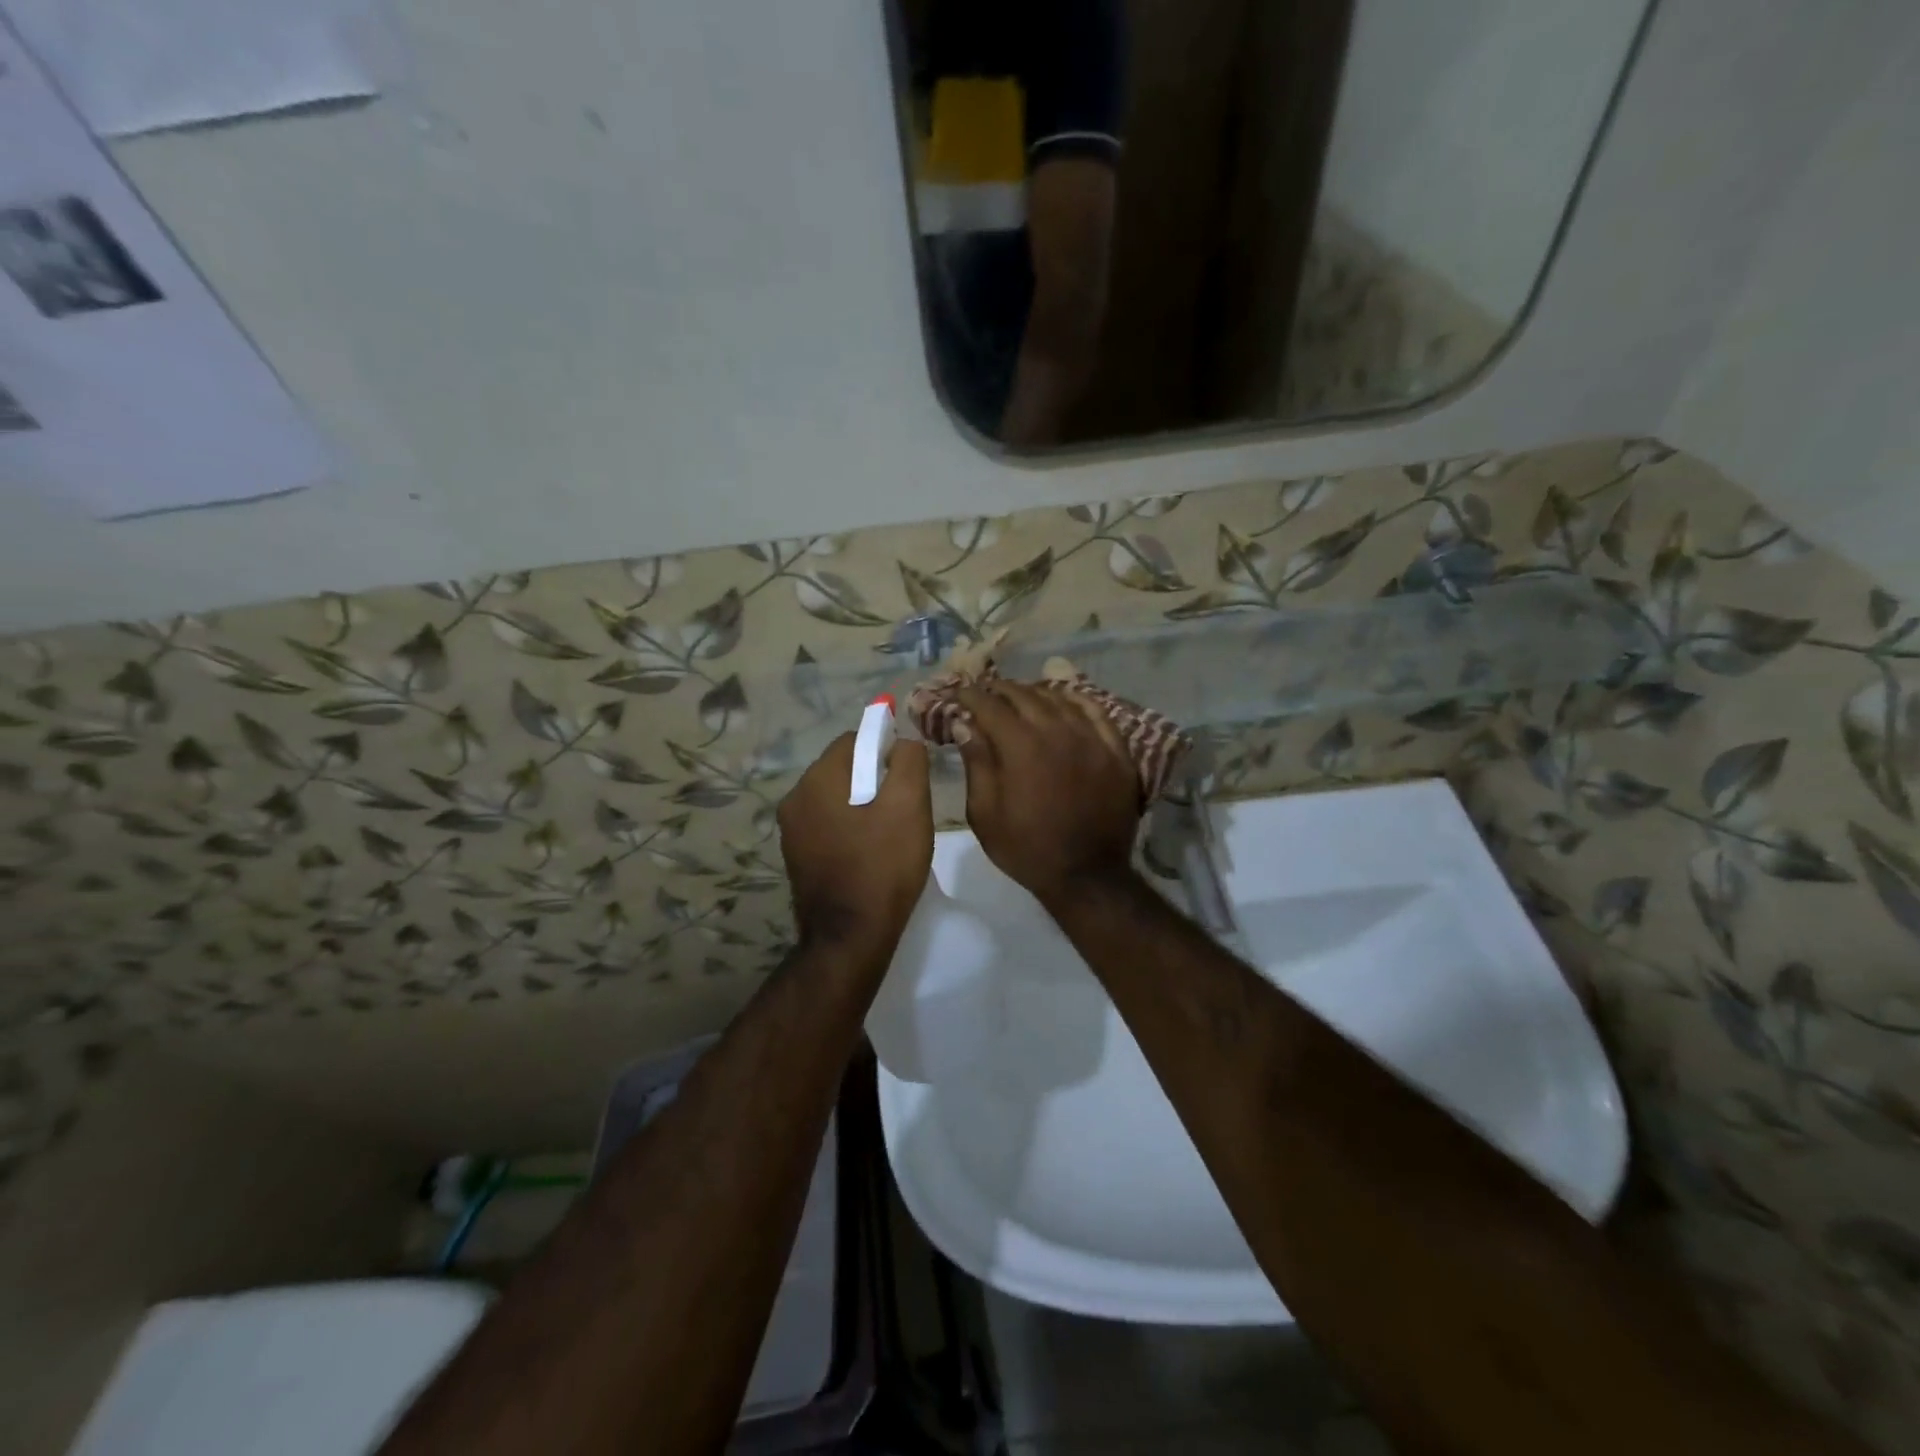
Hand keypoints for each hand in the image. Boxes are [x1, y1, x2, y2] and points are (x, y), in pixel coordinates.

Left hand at [778, 732, 932, 962]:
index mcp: (817, 779)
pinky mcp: (796, 856)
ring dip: (862, 804)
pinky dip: (849, 828)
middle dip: (874, 778)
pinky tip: (869, 853)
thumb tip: (902, 741)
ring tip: (889, 834)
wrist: (850, 937)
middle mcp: (795, 798)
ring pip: (835, 798)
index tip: (908, 778)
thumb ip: (909, 760)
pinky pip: (827, 825)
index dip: (885, 749)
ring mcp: (791, 830)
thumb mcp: (909, 805)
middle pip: (843, 768)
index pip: (854, 739)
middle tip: (904, 808)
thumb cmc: (883, 866)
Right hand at [954, 682, 1141, 911]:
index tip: (959, 692)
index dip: (971, 694)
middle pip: (1025, 695)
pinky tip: (1064, 700)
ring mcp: (1091, 738)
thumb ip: (976, 762)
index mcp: (1021, 746)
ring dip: (1034, 693)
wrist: (1087, 875)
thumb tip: (965, 723)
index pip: (990, 705)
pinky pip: (1095, 711)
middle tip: (986, 693)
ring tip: (1020, 696)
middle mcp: (1057, 731)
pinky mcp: (1116, 750)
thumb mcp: (985, 813)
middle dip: (1000, 690)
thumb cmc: (1026, 848)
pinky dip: (1075, 700)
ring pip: (1060, 699)